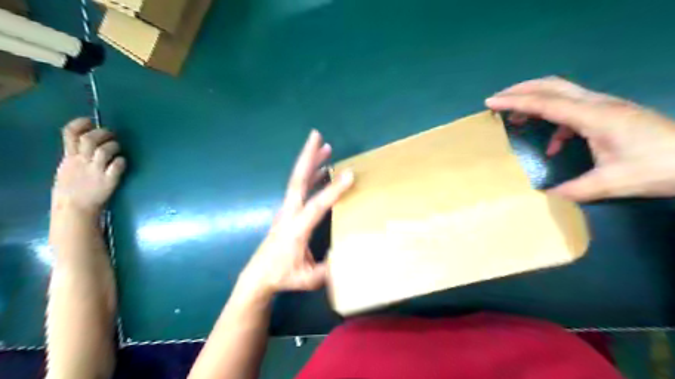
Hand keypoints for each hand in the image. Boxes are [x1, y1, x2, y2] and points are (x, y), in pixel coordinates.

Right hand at [52, 117, 125, 213]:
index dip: (79, 124)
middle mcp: (82, 162)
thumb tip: (85, 140)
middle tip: (111, 135)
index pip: (69, 134)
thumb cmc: (73, 188)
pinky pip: (117, 167)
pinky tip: (122, 163)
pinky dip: (121, 162)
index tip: (89, 121)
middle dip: (102, 134)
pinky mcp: (108, 181)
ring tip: (117, 149)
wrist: (75, 208)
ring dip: (114, 146)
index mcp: (70, 157)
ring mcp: (96, 171)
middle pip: (89, 140)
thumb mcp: (68, 167)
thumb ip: (75, 154)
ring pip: (104, 151)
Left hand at [237, 130, 352, 296]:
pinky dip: (309, 176)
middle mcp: (289, 214)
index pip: (316, 206)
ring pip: (298, 181)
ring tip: (324, 147)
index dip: (333, 190)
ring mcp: (286, 210)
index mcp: (296, 229)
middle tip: (317, 137)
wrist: (258, 276)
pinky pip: (299, 189)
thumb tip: (347, 254)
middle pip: (298, 181)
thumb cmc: (283, 277)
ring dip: (310, 163)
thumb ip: (328, 269)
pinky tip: (320, 171)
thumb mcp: (308, 280)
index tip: (349, 175)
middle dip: (307, 157)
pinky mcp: (287, 211)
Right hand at [486, 76, 674, 201]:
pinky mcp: (609, 114)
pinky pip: (572, 109)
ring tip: (515, 117)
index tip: (491, 102)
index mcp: (594, 117)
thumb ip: (573, 190)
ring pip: (561, 92)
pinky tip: (554, 144)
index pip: (545, 103)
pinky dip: (554, 122)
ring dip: (534, 100)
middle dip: (521, 90)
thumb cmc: (660, 168)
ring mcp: (605, 106)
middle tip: (497, 100)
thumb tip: (545, 196)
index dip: (515, 101)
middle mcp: (597, 104)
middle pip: (552, 85)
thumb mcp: (612, 183)